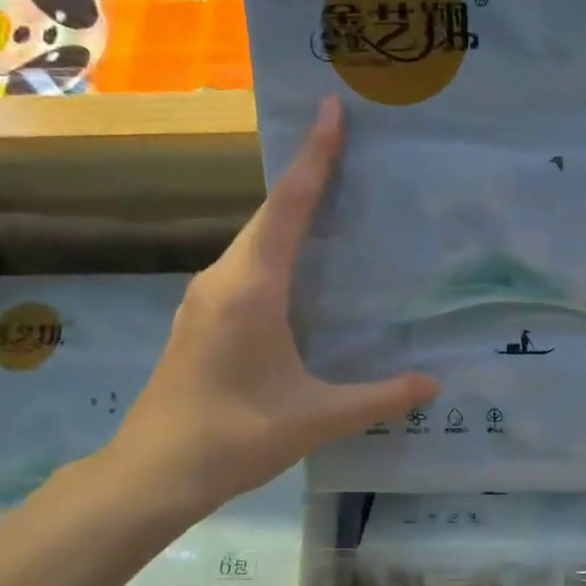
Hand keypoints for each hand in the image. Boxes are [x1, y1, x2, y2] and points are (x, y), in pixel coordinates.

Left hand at [102, 98, 437, 510]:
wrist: (153, 474)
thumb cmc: (234, 436)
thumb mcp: (316, 418)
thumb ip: (378, 398)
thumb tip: (432, 384)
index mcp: (251, 288)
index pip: (289, 208)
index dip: (315, 158)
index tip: (332, 111)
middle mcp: (222, 280)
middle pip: (269, 216)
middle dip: (307, 179)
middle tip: (349, 152)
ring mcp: (204, 300)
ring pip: (254, 242)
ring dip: (289, 217)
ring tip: (332, 204)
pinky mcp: (199, 321)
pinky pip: (244, 268)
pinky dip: (275, 252)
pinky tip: (299, 272)